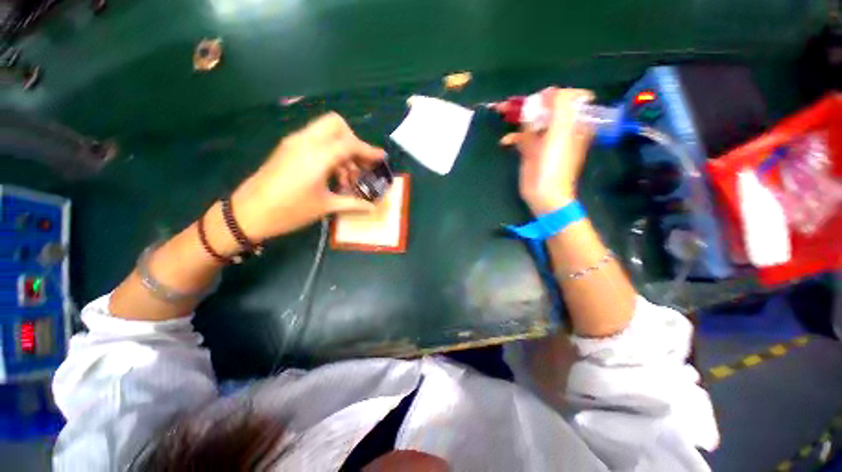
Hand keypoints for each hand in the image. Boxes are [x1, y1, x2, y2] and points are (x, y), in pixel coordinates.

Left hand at [231, 112, 385, 240]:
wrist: (247, 213)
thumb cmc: (289, 211)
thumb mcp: (326, 206)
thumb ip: (353, 203)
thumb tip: (373, 206)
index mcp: (317, 156)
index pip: (350, 143)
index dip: (369, 150)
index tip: (382, 157)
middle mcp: (306, 142)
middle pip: (336, 125)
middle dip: (353, 140)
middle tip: (360, 163)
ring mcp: (294, 143)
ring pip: (325, 131)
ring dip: (342, 148)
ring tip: (348, 177)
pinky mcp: (288, 148)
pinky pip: (315, 140)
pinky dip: (329, 151)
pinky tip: (333, 174)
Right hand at [500, 88, 594, 214]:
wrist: (544, 194)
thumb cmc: (555, 164)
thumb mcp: (560, 133)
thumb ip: (559, 107)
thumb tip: (550, 91)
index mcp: (574, 122)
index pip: (568, 98)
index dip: (553, 95)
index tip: (541, 99)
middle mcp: (560, 128)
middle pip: (546, 108)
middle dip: (529, 104)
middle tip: (510, 102)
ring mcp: (544, 140)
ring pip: (531, 122)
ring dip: (517, 117)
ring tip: (499, 111)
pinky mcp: (531, 151)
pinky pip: (522, 137)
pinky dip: (513, 137)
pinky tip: (505, 141)